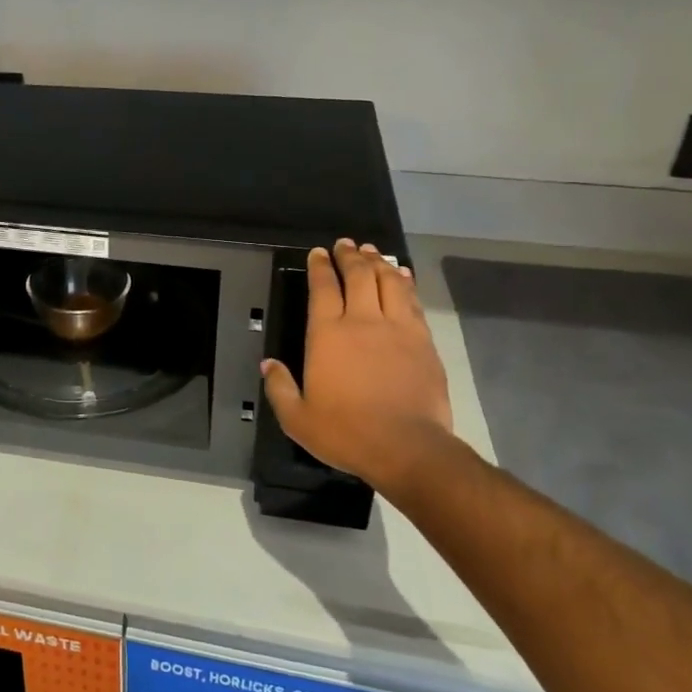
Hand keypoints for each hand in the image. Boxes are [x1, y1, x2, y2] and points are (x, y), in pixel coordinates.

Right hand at [261, 240, 456, 487]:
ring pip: (388, 281)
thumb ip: (279, 387)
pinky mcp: (423, 341)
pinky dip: (404, 283)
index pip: (322, 288)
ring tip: (372, 251)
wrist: (407, 447)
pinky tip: (401, 275)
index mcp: (327, 334)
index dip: (320, 267)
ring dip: (378, 262)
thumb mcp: (297, 418)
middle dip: (350, 255)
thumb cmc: (346, 432)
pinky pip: (412, 301)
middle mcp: (362, 321)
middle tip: (345, 244)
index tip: (318, 253)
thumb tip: (268, 364)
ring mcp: (397, 328)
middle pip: (358, 275)